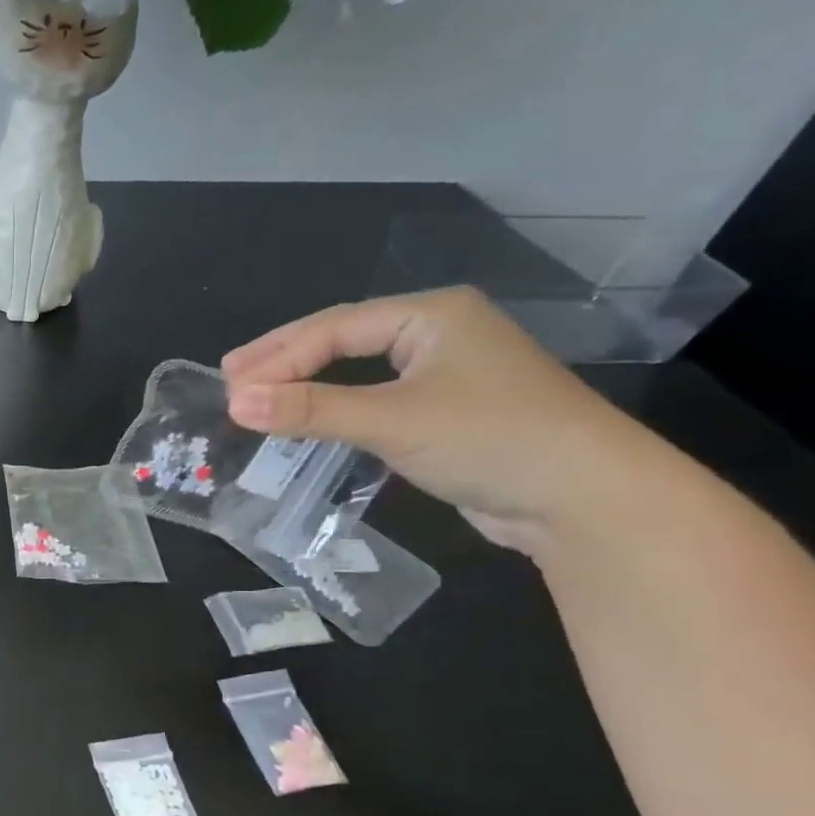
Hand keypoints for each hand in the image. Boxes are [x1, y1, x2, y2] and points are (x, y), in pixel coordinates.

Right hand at [222, 288, 672, 553]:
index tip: (228, 383)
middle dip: (285, 360)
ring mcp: (445, 374)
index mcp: (432, 315)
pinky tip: (309, 419)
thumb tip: (234, 403)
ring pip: (358, 371)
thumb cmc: (491, 439)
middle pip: (343, 340)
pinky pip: (374, 400)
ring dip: (307, 385)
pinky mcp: (446, 413)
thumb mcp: (392, 420)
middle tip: (231, 378)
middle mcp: (439, 334)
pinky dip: (335, 409)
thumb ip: (311, 410)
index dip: (277, 354)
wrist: (587, 500)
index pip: (334, 327)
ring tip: (258, 396)